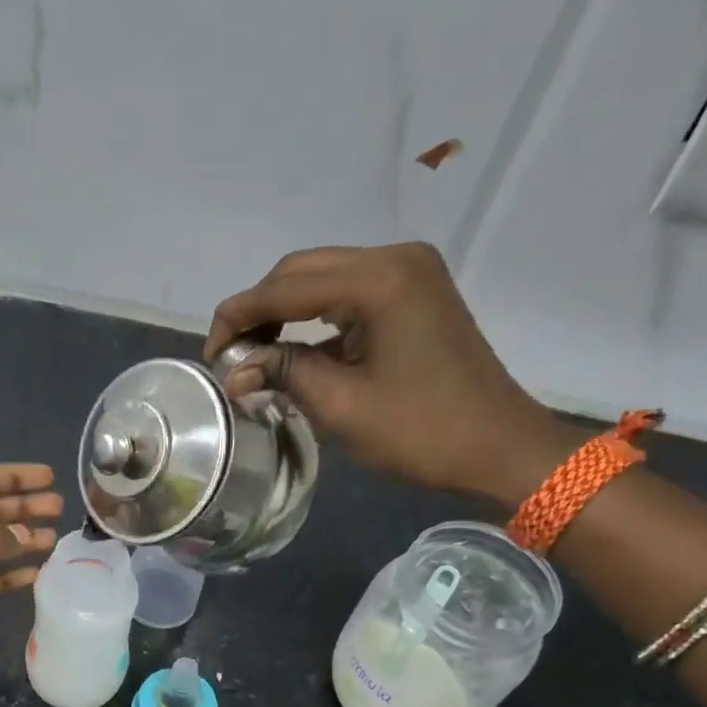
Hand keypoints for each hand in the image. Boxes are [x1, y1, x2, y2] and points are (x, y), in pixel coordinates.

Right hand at [204, 243, 572, 502]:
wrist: (496, 446)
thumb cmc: (420, 432)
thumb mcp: (341, 406)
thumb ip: (283, 374)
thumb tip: (233, 372)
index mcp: (380, 281)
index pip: (286, 287)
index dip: (239, 317)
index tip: (210, 355)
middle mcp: (394, 260)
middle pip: (301, 271)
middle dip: (257, 310)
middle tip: (229, 357)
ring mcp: (409, 274)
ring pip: (322, 280)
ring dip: (282, 313)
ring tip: (253, 357)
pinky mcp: (413, 295)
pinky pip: (347, 295)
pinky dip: (313, 320)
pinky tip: (292, 352)